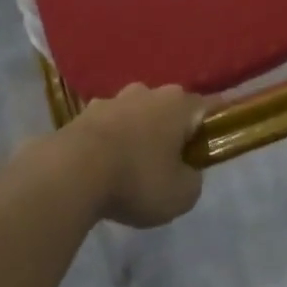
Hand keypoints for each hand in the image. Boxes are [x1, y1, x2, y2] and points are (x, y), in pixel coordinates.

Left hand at [64, 84, 205, 227]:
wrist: (71, 172)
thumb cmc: (137, 179)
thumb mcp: (182, 195)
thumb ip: (192, 180)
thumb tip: (186, 170)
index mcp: (178, 104)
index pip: (209, 107)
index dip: (216, 124)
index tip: (215, 142)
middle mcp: (147, 92)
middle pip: (169, 109)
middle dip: (172, 130)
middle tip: (172, 162)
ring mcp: (112, 99)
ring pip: (136, 115)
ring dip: (139, 134)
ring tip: (134, 168)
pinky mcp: (83, 113)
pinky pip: (108, 127)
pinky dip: (111, 142)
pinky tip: (105, 167)